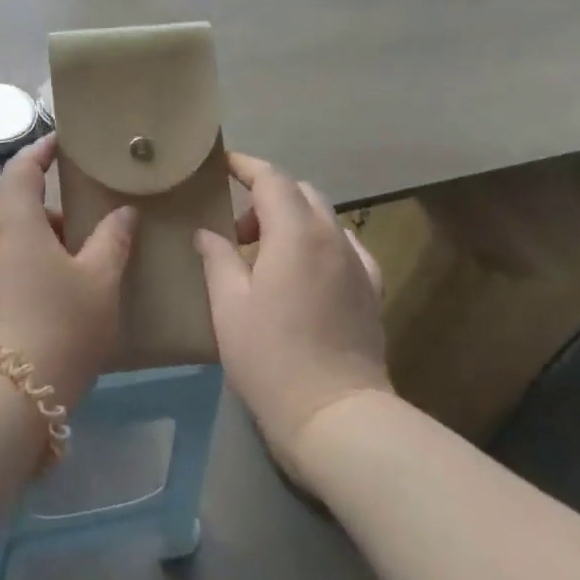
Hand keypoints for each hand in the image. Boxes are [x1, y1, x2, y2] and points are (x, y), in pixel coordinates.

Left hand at [0, 134, 136, 411]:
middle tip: (90, 220)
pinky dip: (30, 268)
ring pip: (12, 242)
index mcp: (13, 220)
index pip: (21, 168)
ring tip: (82, 264)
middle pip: (17, 207)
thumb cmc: (58, 324)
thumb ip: (112, 241)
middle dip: (53, 209)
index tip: (62, 142)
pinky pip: (5, 270)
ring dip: (43, 243)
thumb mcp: (98, 281)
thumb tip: (124, 213)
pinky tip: (58, 298)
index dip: (41, 150)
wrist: (3, 398)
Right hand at [195, 151, 389, 478]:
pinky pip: (346, 246)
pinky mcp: (371, 289)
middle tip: (237, 226)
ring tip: (267, 253)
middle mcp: (332, 237)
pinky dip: (320, 242)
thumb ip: (217, 259)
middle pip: (301, 192)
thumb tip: (207, 232)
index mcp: (294, 233)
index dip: (246, 166)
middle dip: (267, 195)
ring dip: (293, 219)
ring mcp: (357, 263)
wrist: (336, 416)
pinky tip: (307, 269)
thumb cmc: (271, 358)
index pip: (272, 179)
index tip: (223, 164)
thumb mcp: (229, 306)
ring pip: (324, 217)